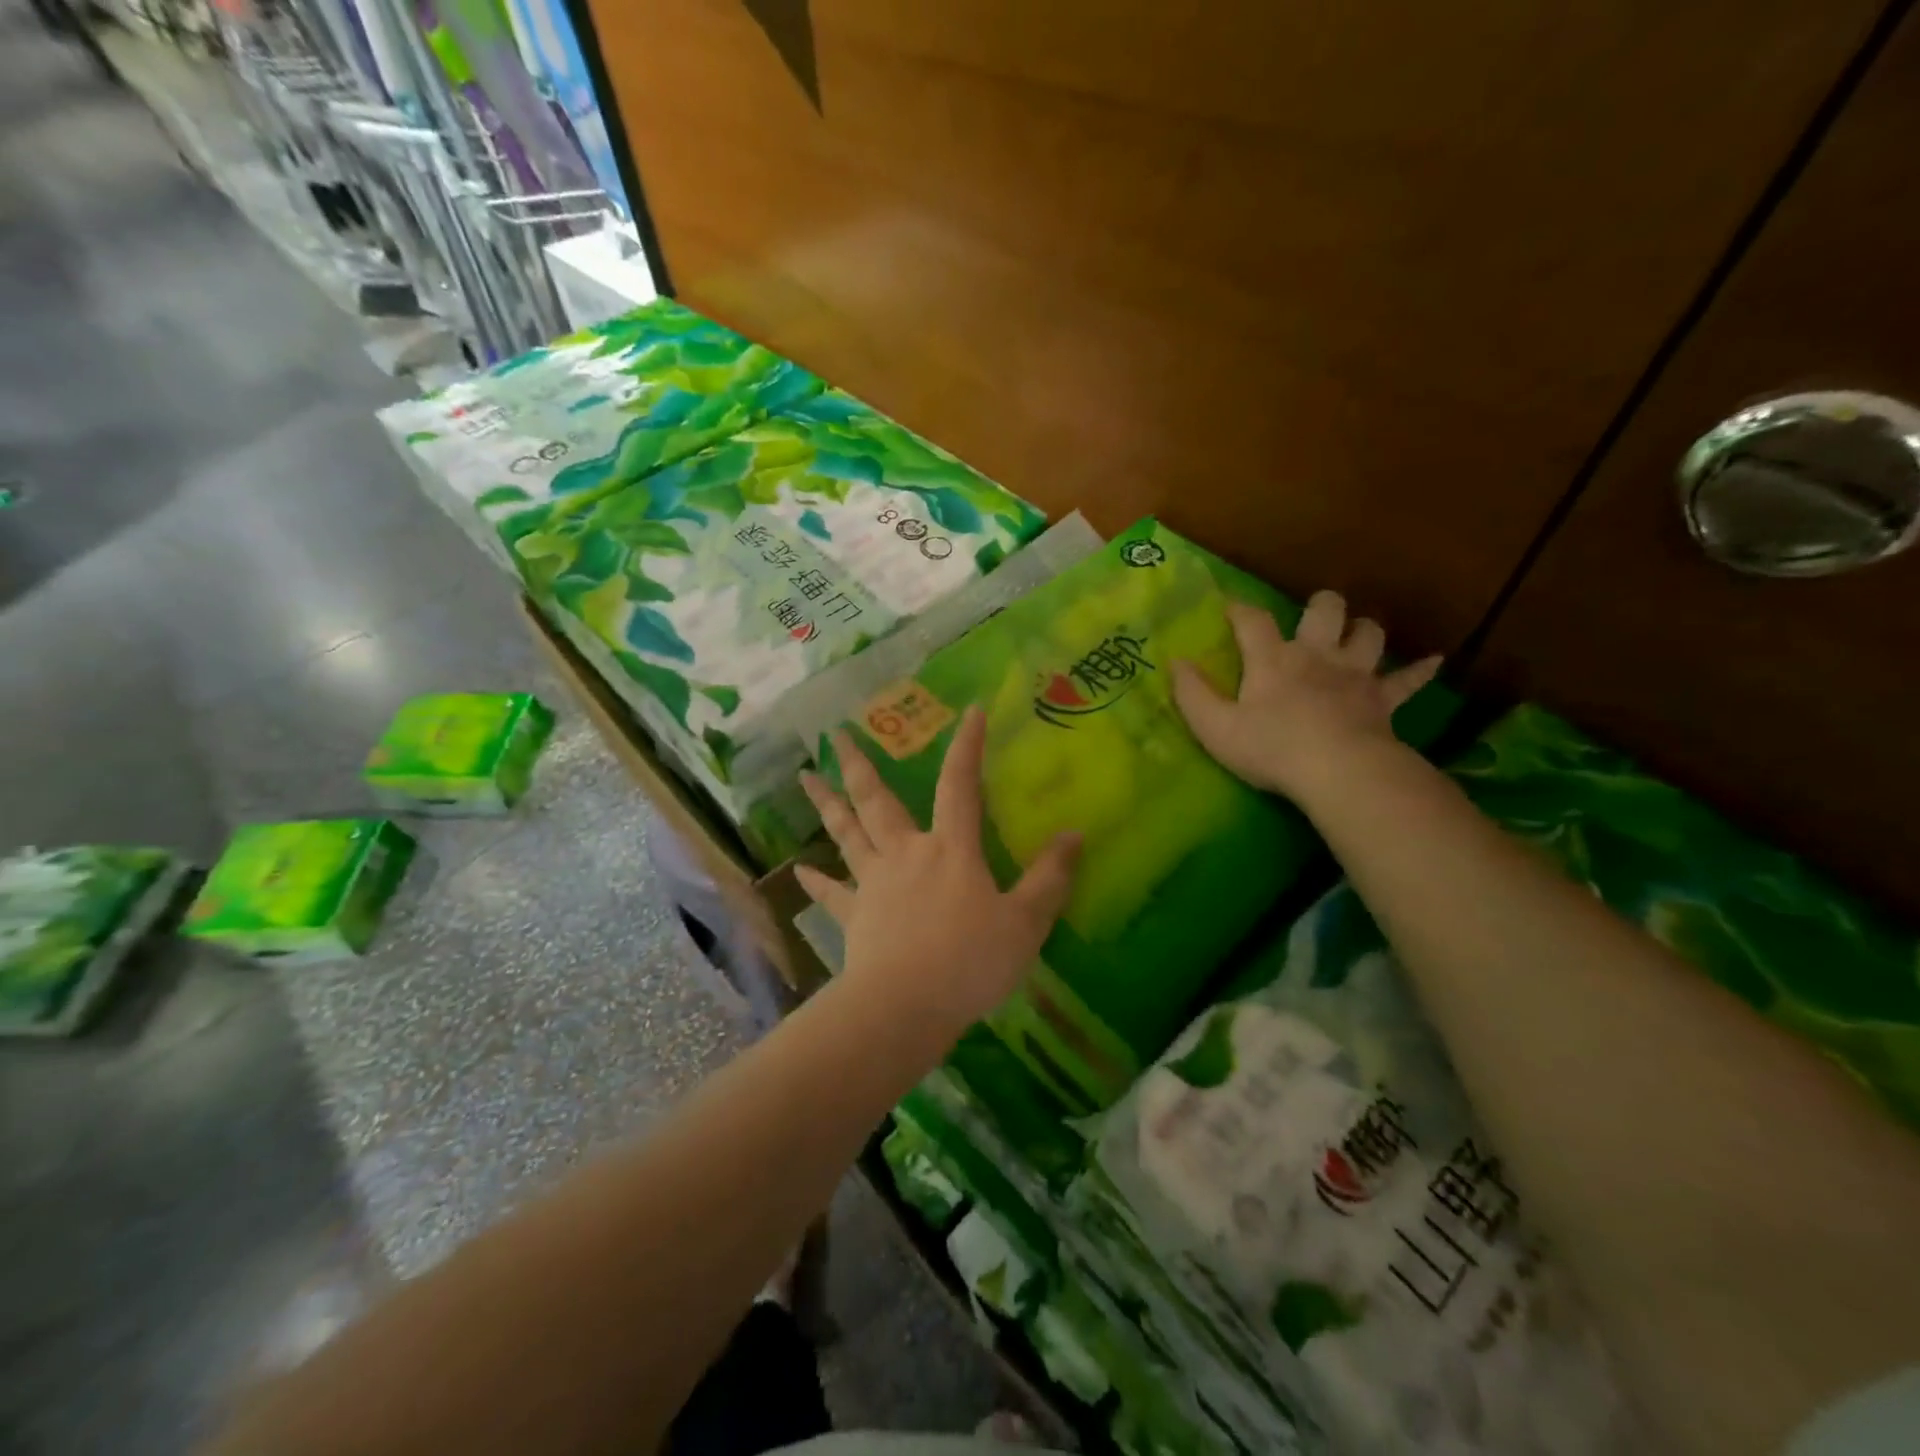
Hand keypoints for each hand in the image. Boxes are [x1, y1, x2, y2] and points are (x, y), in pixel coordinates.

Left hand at [796, 706, 1079, 1040]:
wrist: (905, 1008)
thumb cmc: (969, 962)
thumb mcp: (1025, 923)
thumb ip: (1050, 879)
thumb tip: (1075, 835)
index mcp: (951, 850)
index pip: (961, 786)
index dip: (967, 747)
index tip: (970, 710)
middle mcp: (906, 854)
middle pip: (877, 800)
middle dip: (858, 764)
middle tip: (833, 733)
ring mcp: (873, 884)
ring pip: (847, 834)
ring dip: (827, 804)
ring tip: (804, 777)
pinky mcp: (854, 917)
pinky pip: (831, 894)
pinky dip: (815, 881)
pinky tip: (799, 870)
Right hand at [1172, 591, 1441, 801]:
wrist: (1338, 771)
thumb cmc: (1270, 749)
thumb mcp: (1214, 726)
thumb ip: (1191, 693)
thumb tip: (1175, 662)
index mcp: (1273, 660)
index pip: (1252, 621)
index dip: (1240, 610)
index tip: (1230, 606)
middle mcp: (1316, 655)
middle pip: (1325, 610)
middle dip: (1320, 606)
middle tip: (1312, 617)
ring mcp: (1355, 675)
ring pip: (1368, 634)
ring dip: (1363, 630)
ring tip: (1356, 635)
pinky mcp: (1383, 700)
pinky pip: (1408, 680)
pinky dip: (1419, 670)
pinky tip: (1433, 661)